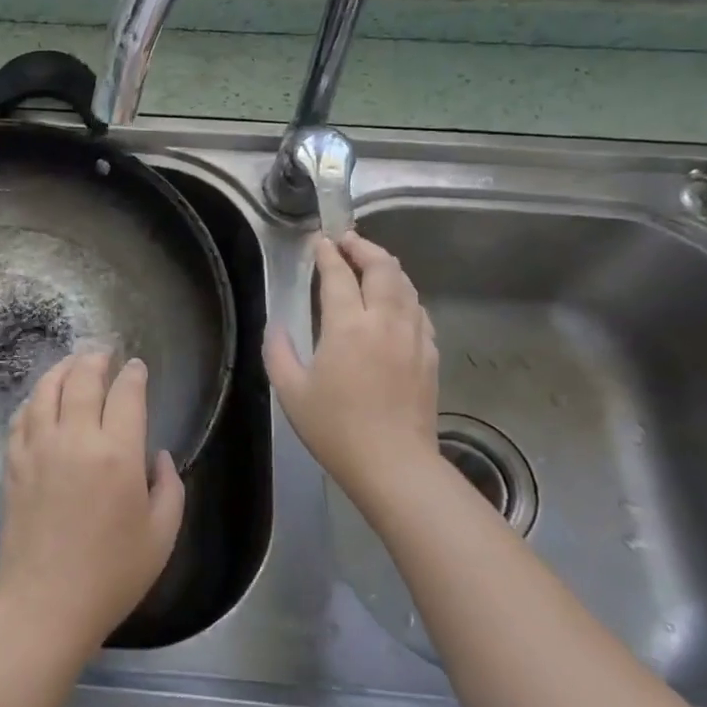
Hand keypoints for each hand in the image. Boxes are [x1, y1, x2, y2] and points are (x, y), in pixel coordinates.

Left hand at [0, 352, 185, 660]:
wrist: (44, 604)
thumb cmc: (111, 575)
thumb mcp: (162, 535)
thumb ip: (170, 486)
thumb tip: (157, 455)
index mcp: (117, 453)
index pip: (126, 394)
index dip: (133, 374)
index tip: (137, 367)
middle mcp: (75, 438)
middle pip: (83, 378)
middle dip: (96, 358)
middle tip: (104, 352)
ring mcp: (38, 447)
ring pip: (47, 388)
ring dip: (63, 368)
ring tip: (73, 363)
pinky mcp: (13, 462)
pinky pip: (22, 415)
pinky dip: (34, 398)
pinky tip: (41, 399)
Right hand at [264, 233, 443, 517]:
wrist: (393, 464)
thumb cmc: (335, 429)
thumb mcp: (291, 391)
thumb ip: (278, 352)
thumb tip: (277, 326)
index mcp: (347, 327)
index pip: (338, 275)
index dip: (328, 254)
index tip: (320, 242)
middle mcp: (384, 321)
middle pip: (382, 268)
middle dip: (363, 248)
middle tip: (347, 241)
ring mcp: (412, 336)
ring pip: (406, 285)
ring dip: (387, 266)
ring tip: (372, 261)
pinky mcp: (429, 354)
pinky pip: (419, 310)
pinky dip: (405, 295)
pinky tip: (397, 301)